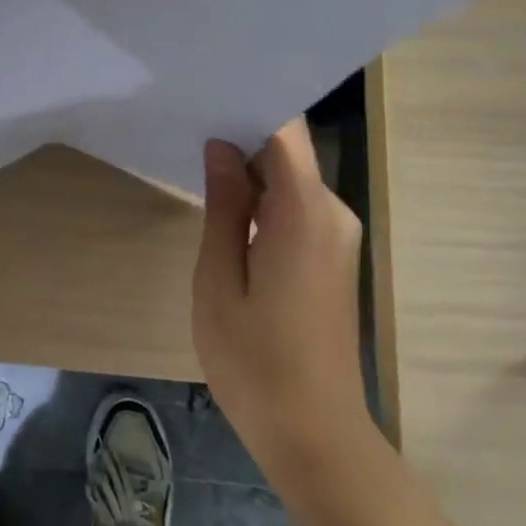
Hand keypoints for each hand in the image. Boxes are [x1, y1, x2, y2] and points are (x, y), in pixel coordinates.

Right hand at [192, 121, 369, 494]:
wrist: (315, 434)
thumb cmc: (254, 361)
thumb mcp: (219, 280)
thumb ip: (223, 205)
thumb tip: (221, 146)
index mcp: (305, 212)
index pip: (284, 131)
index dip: (249, 104)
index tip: (207, 91)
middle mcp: (333, 212)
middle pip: (288, 151)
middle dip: (241, 135)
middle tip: (188, 123)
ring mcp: (337, 235)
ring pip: (291, 179)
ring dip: (249, 170)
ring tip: (197, 158)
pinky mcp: (333, 255)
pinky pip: (296, 207)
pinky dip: (263, 199)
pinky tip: (225, 205)